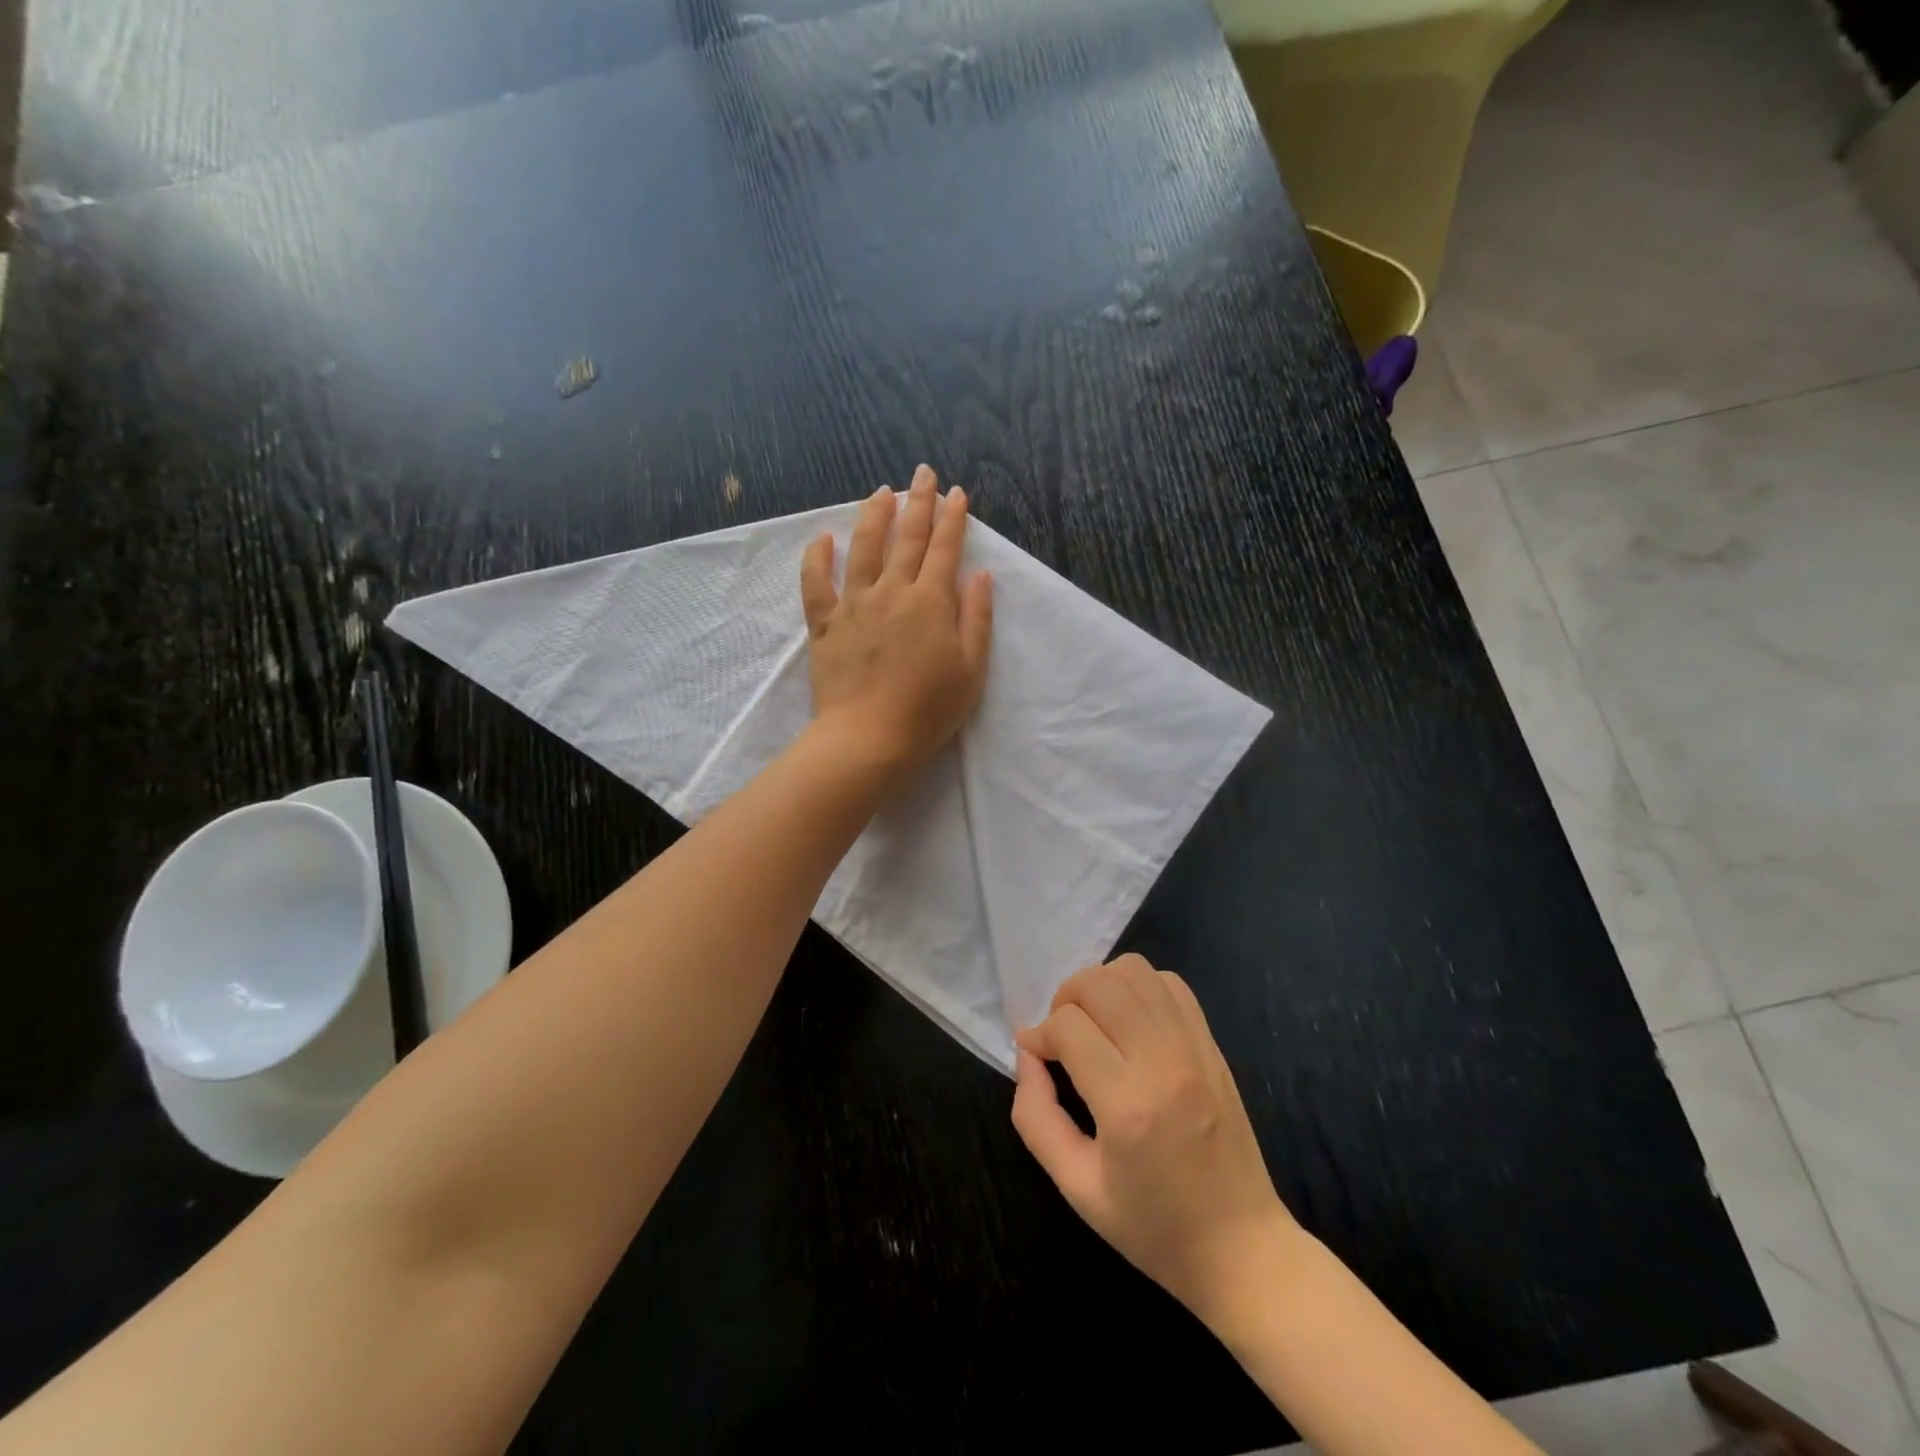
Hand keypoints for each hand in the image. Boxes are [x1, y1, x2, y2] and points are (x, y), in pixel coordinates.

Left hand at [801, 465, 992, 779]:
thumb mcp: (970, 669)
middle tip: (922, 473)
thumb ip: (977, 618)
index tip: (957, 492)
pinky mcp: (825, 624)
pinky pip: (816, 583)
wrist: (869, 737)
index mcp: (931, 602)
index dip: (953, 518)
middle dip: (918, 501)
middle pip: (907, 538)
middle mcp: (892, 592)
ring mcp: (855, 605)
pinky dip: (817, 558)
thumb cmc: (928, 709)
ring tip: (880, 492)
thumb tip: (981, 575)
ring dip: (873, 516)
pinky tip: (822, 538)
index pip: (944, 548)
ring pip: (863, 548)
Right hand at [1011, 955, 1301, 1324]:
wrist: (1242, 1248)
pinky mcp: (1212, 1044)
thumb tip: (1027, 1055)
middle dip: (1065, 999)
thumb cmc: (1153, 1228)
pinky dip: (1139, 988)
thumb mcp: (1076, 1187)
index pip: (1068, 1026)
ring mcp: (1194, 1047)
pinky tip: (1129, 1023)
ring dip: (1101, 986)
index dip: (1039, 1035)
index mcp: (1128, 1105)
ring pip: (1135, 971)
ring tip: (1094, 1023)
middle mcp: (1164, 1062)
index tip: (1035, 1057)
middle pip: (1100, 983)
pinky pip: (1170, 984)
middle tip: (1061, 1037)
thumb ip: (1036, 1116)